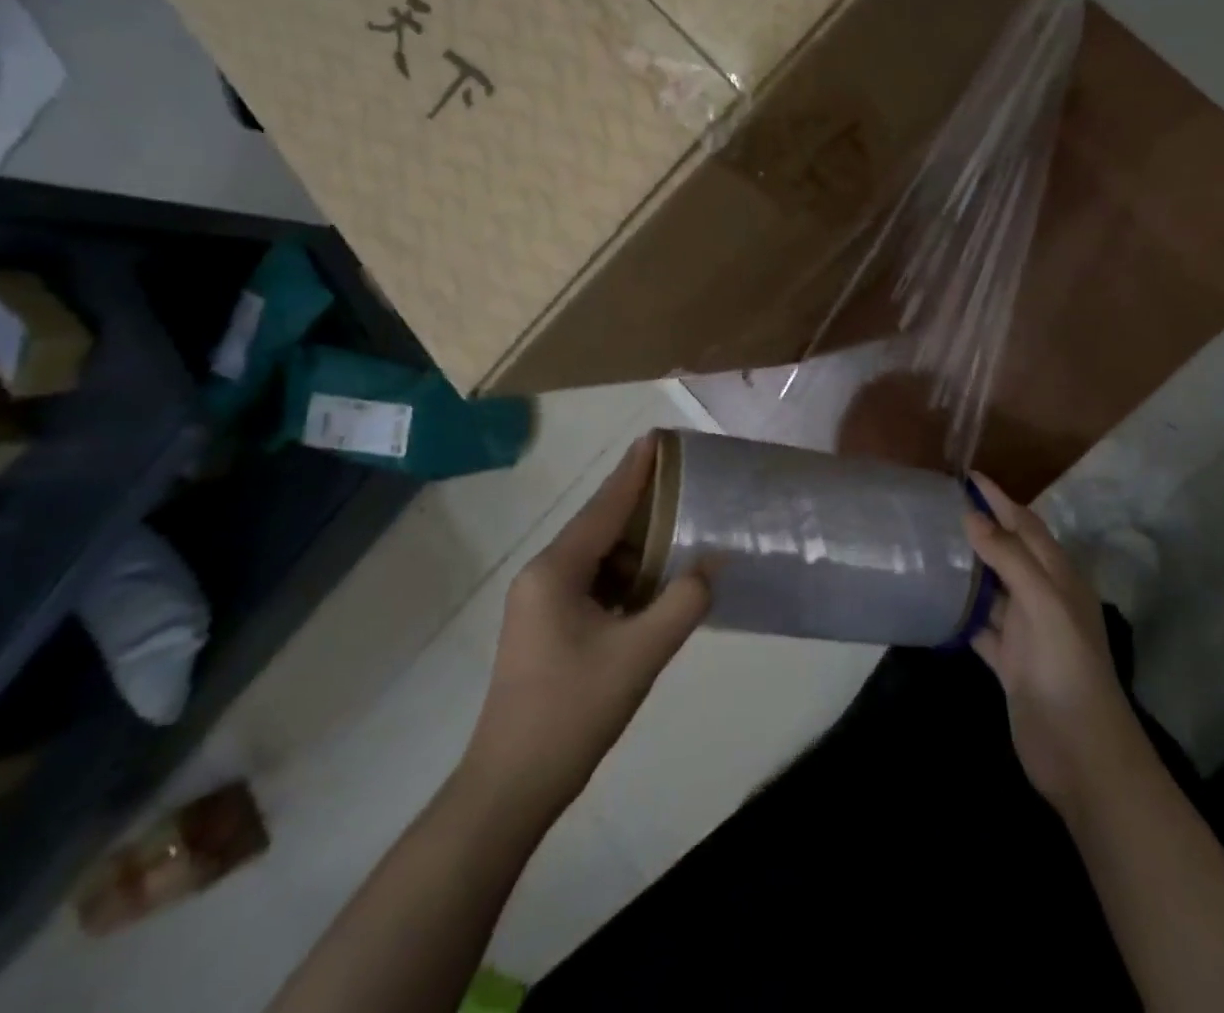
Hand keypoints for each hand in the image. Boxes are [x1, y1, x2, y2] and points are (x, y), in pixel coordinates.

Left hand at [460, 435, 709, 819]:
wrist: (510, 788)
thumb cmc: (572, 713)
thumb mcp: (639, 655)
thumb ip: (683, 602)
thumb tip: (713, 562)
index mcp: (556, 570)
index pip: (604, 507)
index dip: (634, 471)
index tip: (657, 436)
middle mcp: (543, 575)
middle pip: (599, 526)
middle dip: (641, 503)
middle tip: (682, 482)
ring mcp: (541, 602)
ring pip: (597, 557)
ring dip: (637, 546)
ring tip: (680, 530)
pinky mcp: (547, 626)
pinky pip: (593, 583)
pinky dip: (625, 576)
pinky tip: (655, 583)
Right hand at [965, 475, 1144, 821]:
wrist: (1083, 756)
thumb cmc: (1069, 670)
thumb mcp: (1046, 606)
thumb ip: (1011, 560)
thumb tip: (974, 516)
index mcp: (1059, 578)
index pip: (1026, 525)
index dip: (1000, 498)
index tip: (967, 475)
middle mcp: (1042, 598)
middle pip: (1008, 552)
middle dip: (981, 527)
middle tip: (938, 506)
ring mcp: (1026, 632)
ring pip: (991, 588)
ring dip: (967, 568)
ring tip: (929, 545)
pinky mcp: (1009, 662)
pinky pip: (979, 627)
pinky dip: (960, 614)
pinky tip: (934, 602)